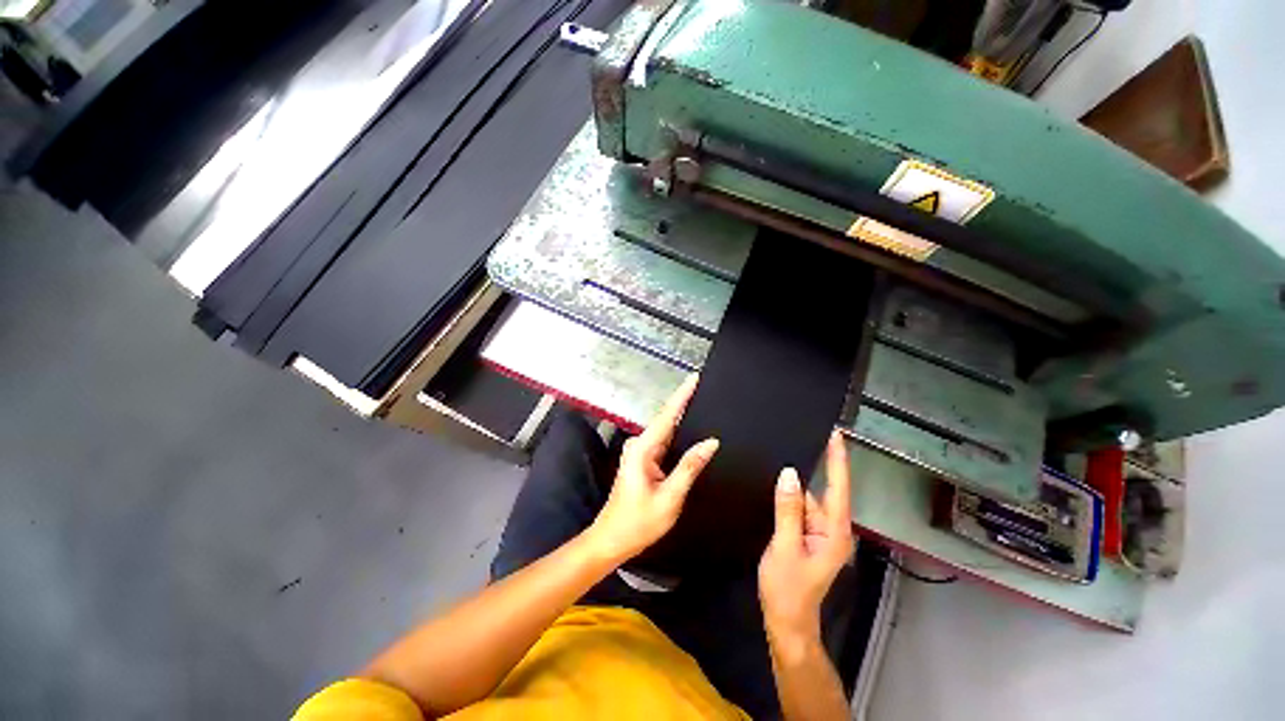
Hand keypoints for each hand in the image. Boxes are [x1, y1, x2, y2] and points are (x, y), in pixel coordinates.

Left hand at [585, 375, 718, 564]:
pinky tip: (691, 429)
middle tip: (704, 387)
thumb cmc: (639, 522)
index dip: (682, 395)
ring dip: (682, 417)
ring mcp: (640, 452)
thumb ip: (690, 466)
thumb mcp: (670, 497)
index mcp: (643, 449)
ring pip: (665, 430)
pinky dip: (678, 434)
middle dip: (684, 402)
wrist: (611, 540)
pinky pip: (664, 442)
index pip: (667, 415)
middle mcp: (639, 445)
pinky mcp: (643, 461)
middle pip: (666, 419)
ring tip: (702, 402)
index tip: (694, 377)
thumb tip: (711, 442)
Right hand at [758, 431, 853, 657]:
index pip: (839, 488)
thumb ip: (788, 509)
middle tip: (787, 446)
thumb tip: (789, 474)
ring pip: (805, 502)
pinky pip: (798, 511)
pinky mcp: (807, 537)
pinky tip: (774, 493)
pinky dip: (787, 502)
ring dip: (791, 491)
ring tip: (772, 474)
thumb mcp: (784, 547)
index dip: (838, 460)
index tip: (837, 434)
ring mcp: (819, 534)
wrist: (787, 622)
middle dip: (804, 475)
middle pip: (819, 493)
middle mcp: (831, 529)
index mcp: (834, 532)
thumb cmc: (788, 590)